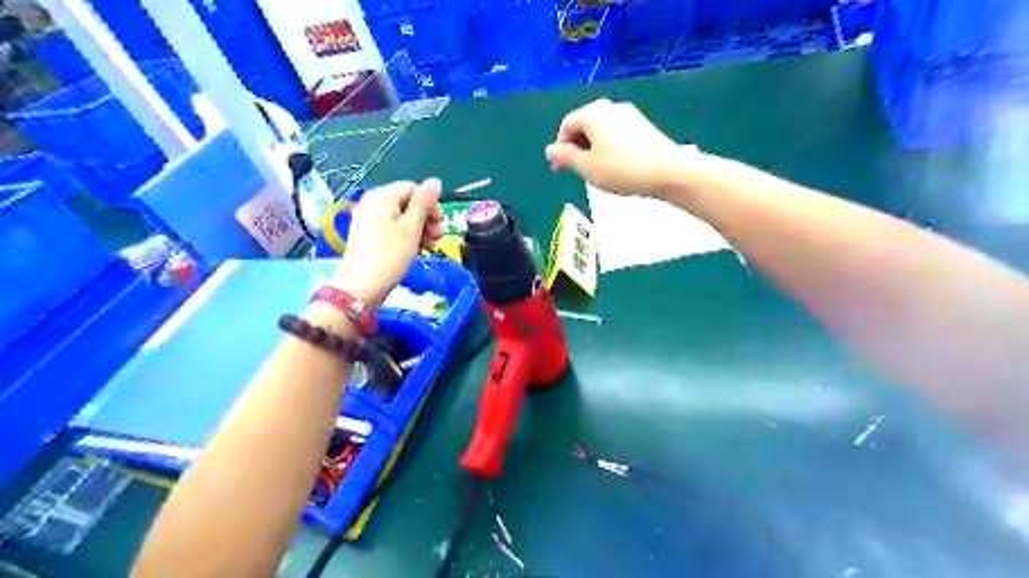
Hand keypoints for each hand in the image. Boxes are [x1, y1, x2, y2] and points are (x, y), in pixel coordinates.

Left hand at [330, 179, 441, 306]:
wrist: (361, 287)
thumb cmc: (390, 255)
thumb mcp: (411, 228)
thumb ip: (424, 203)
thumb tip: (435, 180)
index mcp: (382, 197)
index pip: (412, 188)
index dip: (430, 203)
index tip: (440, 223)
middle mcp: (372, 203)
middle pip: (406, 202)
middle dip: (426, 218)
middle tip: (437, 237)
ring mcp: (367, 220)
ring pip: (400, 217)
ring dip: (419, 229)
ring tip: (429, 247)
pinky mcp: (367, 236)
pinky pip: (391, 228)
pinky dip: (406, 236)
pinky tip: (414, 251)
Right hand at [546, 100, 690, 197]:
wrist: (668, 171)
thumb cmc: (621, 169)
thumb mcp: (587, 167)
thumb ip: (565, 157)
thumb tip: (550, 149)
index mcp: (593, 113)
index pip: (566, 126)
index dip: (559, 148)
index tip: (560, 170)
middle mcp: (610, 107)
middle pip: (584, 125)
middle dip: (575, 148)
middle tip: (575, 172)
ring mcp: (629, 115)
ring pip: (600, 131)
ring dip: (591, 150)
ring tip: (595, 172)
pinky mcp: (643, 126)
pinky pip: (616, 134)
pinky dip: (608, 148)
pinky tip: (614, 167)